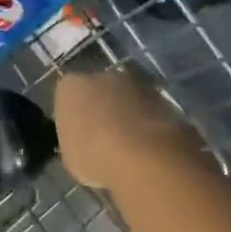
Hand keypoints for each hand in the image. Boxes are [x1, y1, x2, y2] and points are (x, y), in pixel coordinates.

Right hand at [53, 67, 204, 190]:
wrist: (143, 153)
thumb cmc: (94, 154)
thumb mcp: (71, 155)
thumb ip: (75, 139)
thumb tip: (84, 142)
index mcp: (71, 86)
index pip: (68, 95)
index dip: (75, 116)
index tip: (80, 136)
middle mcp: (101, 76)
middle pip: (99, 91)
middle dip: (103, 109)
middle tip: (105, 139)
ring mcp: (135, 84)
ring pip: (128, 99)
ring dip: (128, 116)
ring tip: (132, 147)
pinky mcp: (163, 97)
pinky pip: (149, 112)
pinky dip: (149, 125)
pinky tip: (151, 149)